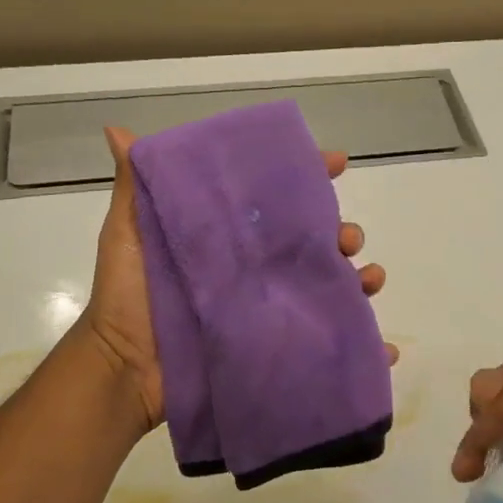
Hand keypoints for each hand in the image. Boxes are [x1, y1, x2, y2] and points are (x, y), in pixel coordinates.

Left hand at [83, 125, 396, 432]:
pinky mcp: (277, 348)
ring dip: (361, 280)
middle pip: (315, 242)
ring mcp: (270, 309)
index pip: (278, 199)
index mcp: (232, 236)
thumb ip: (134, 187)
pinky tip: (386, 348)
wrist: (124, 370)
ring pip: (331, 287)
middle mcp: (258, 268)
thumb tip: (116, 131)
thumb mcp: (128, 234)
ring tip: (369, 281)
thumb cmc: (127, 297)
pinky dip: (365, 347)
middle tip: (346, 238)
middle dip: (342, 232)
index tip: (336, 162)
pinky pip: (330, 347)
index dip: (309, 176)